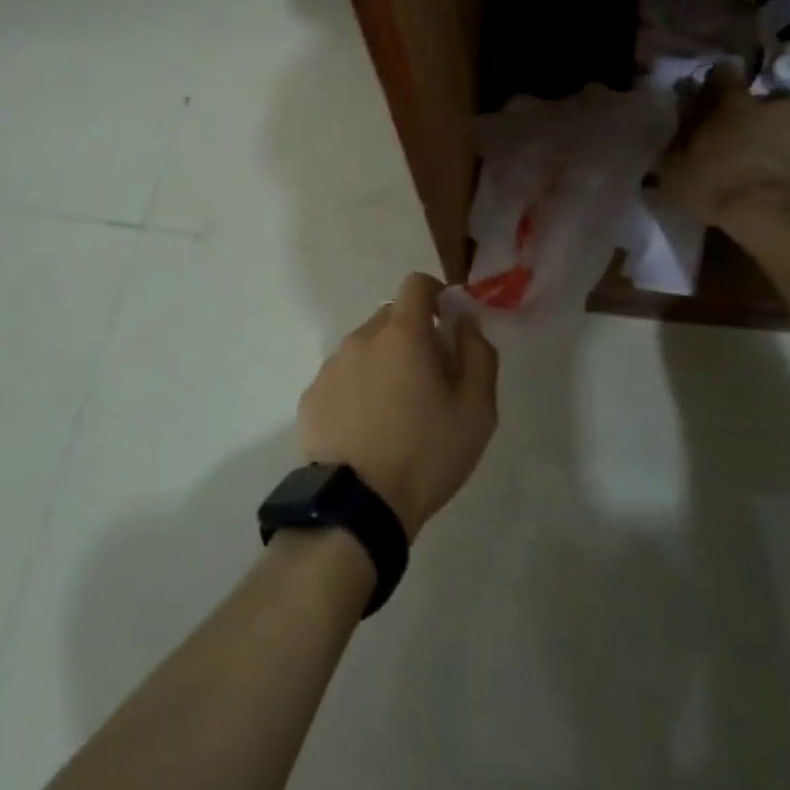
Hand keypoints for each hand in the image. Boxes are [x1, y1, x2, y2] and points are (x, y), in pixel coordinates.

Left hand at [297, 273, 498, 541]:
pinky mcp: (311, 397)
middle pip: (390, 319)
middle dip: (411, 337)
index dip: (435, 294)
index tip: (447, 322)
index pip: (416, 284)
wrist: (359, 505)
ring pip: (364, 350)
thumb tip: (466, 322)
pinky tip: (365, 430)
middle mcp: (360, 339)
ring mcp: (330, 367)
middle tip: (427, 380)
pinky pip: (341, 379)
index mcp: (402, 334)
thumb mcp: (476, 409)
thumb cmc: (427, 453)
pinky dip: (356, 391)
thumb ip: (478, 354)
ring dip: (382, 365)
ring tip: (394, 413)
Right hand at [657, 67, 789, 234]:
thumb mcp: (674, 170)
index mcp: (734, 102)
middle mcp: (779, 105)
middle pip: (769, 100)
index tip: (710, 103)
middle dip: (760, 116)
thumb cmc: (718, 187)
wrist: (783, 219)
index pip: (723, 73)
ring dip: (789, 139)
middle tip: (747, 143)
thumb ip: (676, 145)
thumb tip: (678, 136)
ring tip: (777, 168)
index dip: (716, 86)